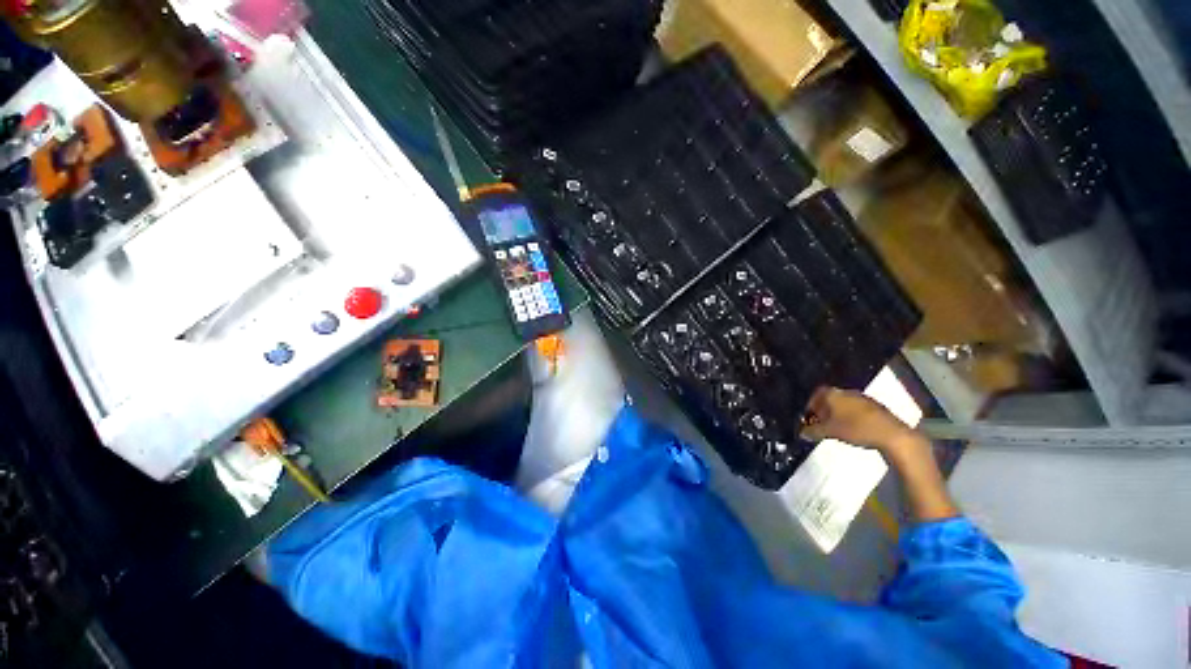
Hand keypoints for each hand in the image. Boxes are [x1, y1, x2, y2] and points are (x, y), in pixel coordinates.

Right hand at [801, 386, 915, 452]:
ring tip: (836, 428)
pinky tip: (852, 428)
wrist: (892, 435)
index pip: (815, 395)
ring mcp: (861, 397)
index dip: (809, 406)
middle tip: (820, 424)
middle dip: (823, 410)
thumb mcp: (829, 432)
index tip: (809, 418)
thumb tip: (801, 432)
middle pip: (828, 398)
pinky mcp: (874, 406)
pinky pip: (855, 408)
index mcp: (832, 393)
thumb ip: (813, 431)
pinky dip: (849, 416)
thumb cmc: (856, 428)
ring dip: (837, 413)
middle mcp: (845, 391)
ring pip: (842, 403)